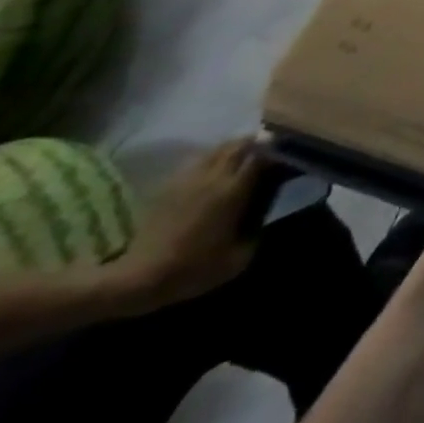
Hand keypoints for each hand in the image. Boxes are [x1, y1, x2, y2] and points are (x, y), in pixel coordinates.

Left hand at [114, 140, 262, 310]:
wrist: (134, 279)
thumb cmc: (189, 270)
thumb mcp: (236, 260)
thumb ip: (257, 231)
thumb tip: (265, 215)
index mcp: (234, 189)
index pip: (264, 153)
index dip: (279, 150)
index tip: (288, 156)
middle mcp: (215, 175)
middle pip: (243, 143)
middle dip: (259, 144)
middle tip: (268, 155)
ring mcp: (191, 177)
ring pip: (221, 147)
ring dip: (236, 149)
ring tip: (242, 161)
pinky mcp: (171, 184)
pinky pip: (200, 159)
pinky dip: (213, 159)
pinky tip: (214, 173)